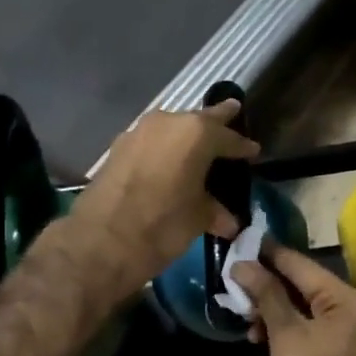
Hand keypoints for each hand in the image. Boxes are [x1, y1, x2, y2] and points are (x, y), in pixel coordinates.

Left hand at [70, 101, 258, 298]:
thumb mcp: (198, 219)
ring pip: (171, 128)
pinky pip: (151, 142)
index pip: (228, 137)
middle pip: (198, 120)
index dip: (243, 146)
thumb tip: (229, 221)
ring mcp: (138, 132)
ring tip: (199, 146)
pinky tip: (168, 163)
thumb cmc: (162, 226)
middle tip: (232, 114)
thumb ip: (215, 211)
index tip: (253, 151)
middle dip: (216, 123)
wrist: (102, 240)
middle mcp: (167, 122)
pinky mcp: (118, 147)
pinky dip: (163, 149)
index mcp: (196, 134)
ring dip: (185, 136)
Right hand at [232, 243, 355, 355]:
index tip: (244, 241)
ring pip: (310, 309)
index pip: (304, 266)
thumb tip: (242, 264)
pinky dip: (292, 329)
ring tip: (246, 317)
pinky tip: (263, 335)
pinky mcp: (351, 351)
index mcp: (352, 300)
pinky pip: (318, 328)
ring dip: (277, 311)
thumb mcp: (285, 336)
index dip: (271, 255)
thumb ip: (266, 294)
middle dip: (270, 287)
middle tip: (236, 282)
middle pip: (308, 287)